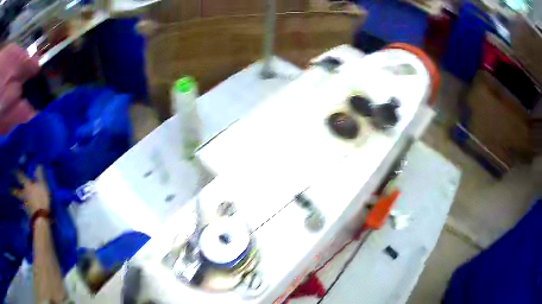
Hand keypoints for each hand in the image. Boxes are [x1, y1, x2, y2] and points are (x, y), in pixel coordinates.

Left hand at [11, 166, 50, 216]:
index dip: (15, 172)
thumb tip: (38, 165)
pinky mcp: (28, 215)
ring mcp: (26, 205)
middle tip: (8, 189)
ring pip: (20, 201)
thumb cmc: (41, 199)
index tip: (11, 170)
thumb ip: (40, 176)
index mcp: (27, 186)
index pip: (20, 177)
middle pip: (17, 192)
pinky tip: (24, 210)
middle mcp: (24, 194)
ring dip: (18, 201)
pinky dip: (24, 209)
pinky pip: (25, 210)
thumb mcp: (43, 185)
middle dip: (13, 190)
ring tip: (15, 200)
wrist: (41, 219)